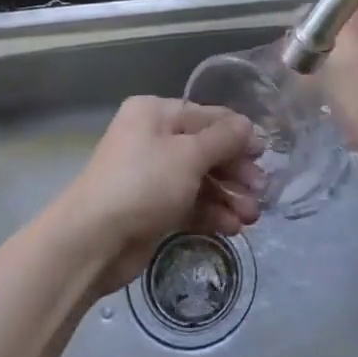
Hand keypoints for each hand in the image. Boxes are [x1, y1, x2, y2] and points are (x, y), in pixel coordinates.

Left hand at [56, 96, 263, 296]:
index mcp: (155, 114)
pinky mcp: (153, 210)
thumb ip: (222, 139)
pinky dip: (211, 214)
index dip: (237, 134)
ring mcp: (152, 176)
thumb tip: (247, 125)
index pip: (206, 116)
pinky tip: (232, 228)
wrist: (92, 242)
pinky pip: (190, 205)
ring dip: (228, 197)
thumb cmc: (142, 184)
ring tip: (251, 217)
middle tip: (262, 192)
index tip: (265, 154)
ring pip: (201, 180)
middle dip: (236, 172)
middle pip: (206, 150)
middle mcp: (153, 139)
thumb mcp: (188, 155)